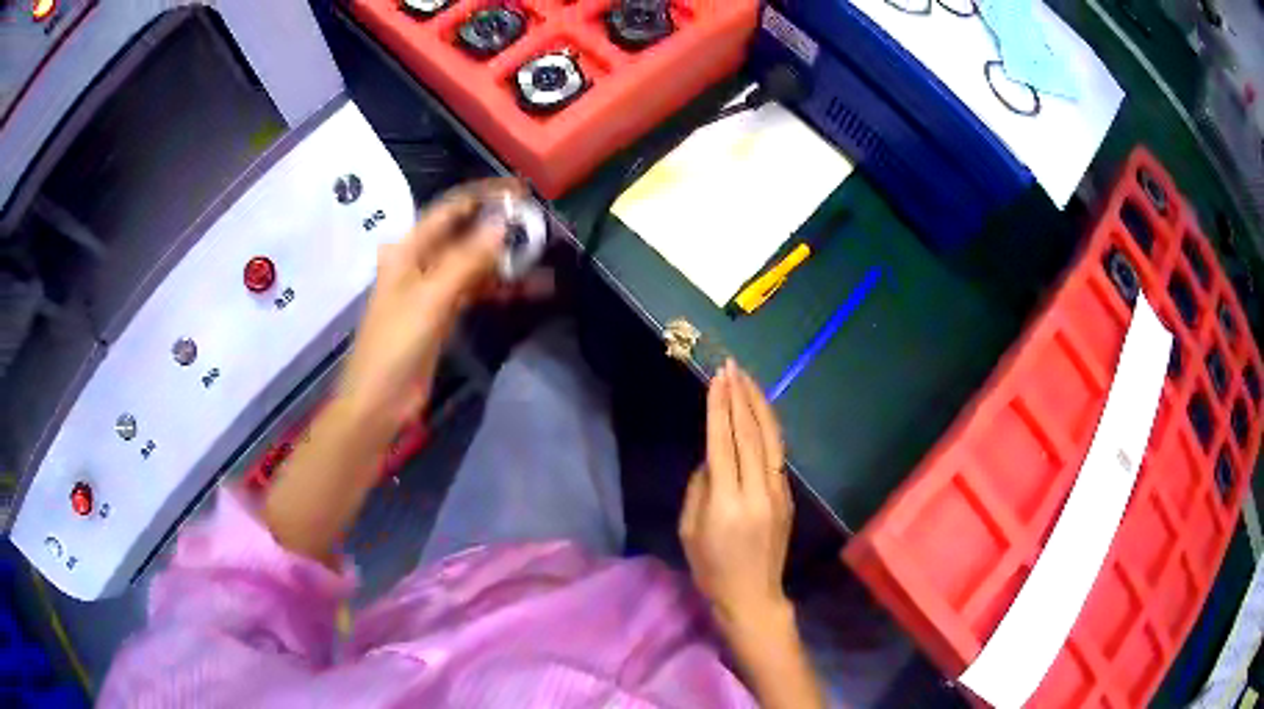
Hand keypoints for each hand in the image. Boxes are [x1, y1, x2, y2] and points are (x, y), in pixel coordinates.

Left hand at [338, 179, 520, 433]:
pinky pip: (476, 290)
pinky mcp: (442, 312)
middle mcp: (420, 261)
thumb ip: (467, 259)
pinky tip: (531, 289)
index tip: (521, 190)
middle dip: (500, 227)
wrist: (380, 400)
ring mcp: (432, 287)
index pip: (450, 209)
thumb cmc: (397, 344)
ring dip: (504, 260)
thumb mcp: (431, 298)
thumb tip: (503, 222)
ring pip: (474, 263)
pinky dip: (500, 288)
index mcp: (408, 249)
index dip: (484, 196)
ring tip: (543, 254)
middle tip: (540, 222)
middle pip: (464, 234)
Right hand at [680, 360, 792, 630]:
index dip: (720, 408)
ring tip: (748, 380)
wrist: (752, 595)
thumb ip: (700, 486)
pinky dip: (768, 428)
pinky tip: (760, 413)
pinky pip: (776, 455)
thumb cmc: (711, 567)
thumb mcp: (690, 528)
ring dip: (759, 406)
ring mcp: (778, 493)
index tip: (717, 379)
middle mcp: (757, 491)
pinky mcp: (787, 497)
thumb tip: (712, 455)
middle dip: (740, 397)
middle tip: (732, 368)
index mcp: (727, 502)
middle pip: (750, 434)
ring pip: (771, 439)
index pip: (724, 442)